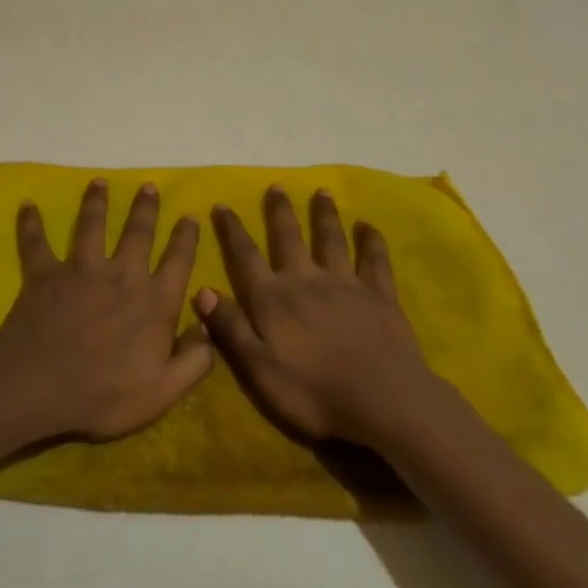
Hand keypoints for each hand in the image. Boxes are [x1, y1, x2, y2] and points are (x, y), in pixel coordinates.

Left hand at [0, 179, 211, 440]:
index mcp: (153, 303)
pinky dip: (31, 224)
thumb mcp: (163, 391)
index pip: (177, 263)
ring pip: (91, 225)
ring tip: (99, 182)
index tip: (190, 216)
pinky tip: (27, 205)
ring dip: (96, 202)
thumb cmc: (106, 393)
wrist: (43, 384)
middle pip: (137, 233)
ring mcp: (82, 269)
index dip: (186, 238)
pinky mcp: (46, 272)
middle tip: (149, 186)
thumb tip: (208, 327)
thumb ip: (193, 360)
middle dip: (145, 208)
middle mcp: (122, 275)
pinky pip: (37, 242)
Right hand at [195, 187, 449, 448]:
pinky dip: (371, 240)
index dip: (232, 230)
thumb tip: (202, 290)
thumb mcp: (260, 370)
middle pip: (289, 237)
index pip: (246, 256)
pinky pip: (375, 260)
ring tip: (321, 192)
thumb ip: (231, 328)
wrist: (384, 402)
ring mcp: (346, 284)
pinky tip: (368, 225)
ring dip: (324, 214)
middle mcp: (306, 280)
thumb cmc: (315, 393)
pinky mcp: (379, 295)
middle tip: (276, 186)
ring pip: (331, 239)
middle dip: (280, 211)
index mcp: (273, 299)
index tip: (222, 204)